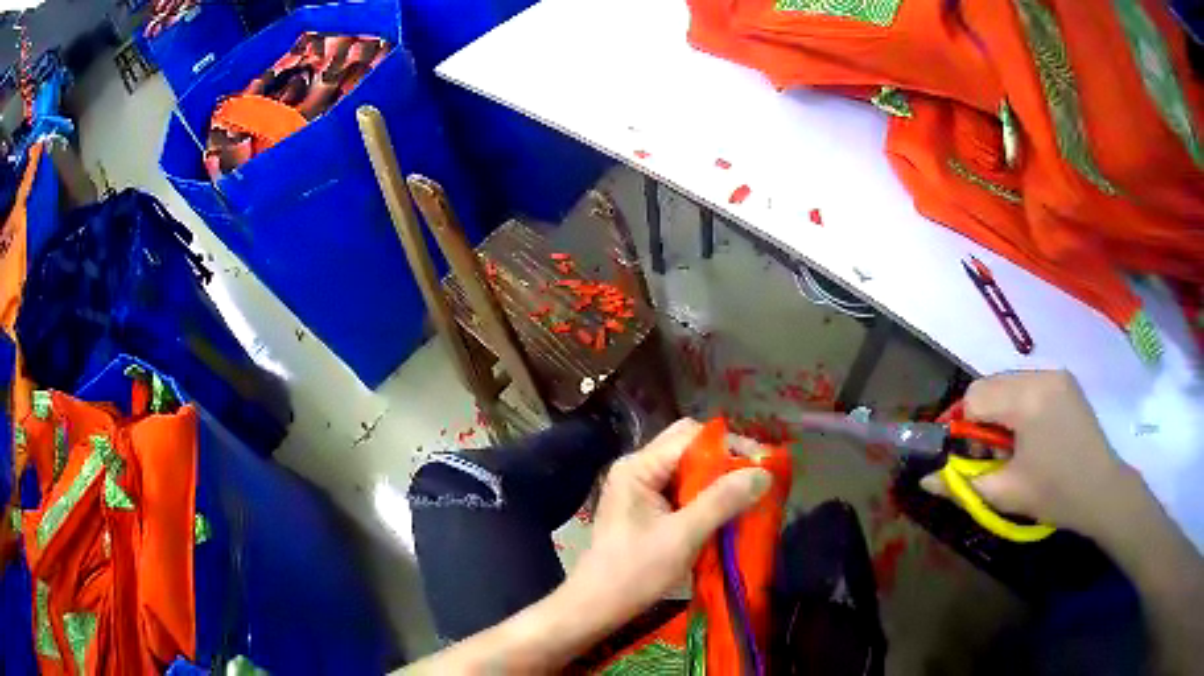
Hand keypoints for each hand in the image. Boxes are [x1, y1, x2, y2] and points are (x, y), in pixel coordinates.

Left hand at [564, 418, 771, 627]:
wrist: (598, 605)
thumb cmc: (636, 571)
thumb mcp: (683, 536)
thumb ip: (722, 501)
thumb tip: (763, 473)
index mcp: (638, 467)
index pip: (691, 436)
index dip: (730, 445)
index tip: (763, 464)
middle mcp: (637, 468)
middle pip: (689, 447)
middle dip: (725, 460)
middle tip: (757, 478)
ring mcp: (640, 487)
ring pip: (688, 468)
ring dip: (717, 478)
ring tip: (748, 492)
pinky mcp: (646, 507)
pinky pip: (682, 488)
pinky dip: (706, 495)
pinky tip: (726, 509)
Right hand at [922, 370, 1134, 537]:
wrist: (1102, 490)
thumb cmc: (1055, 494)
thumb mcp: (1006, 493)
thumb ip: (962, 482)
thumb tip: (925, 478)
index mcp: (1027, 399)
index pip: (975, 395)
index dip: (963, 427)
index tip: (971, 456)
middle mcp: (1041, 374)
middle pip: (990, 384)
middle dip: (981, 417)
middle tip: (992, 453)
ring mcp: (1056, 374)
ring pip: (1007, 382)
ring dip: (1000, 410)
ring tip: (1013, 446)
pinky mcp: (1065, 380)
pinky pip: (1027, 383)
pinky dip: (1018, 405)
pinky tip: (1031, 434)